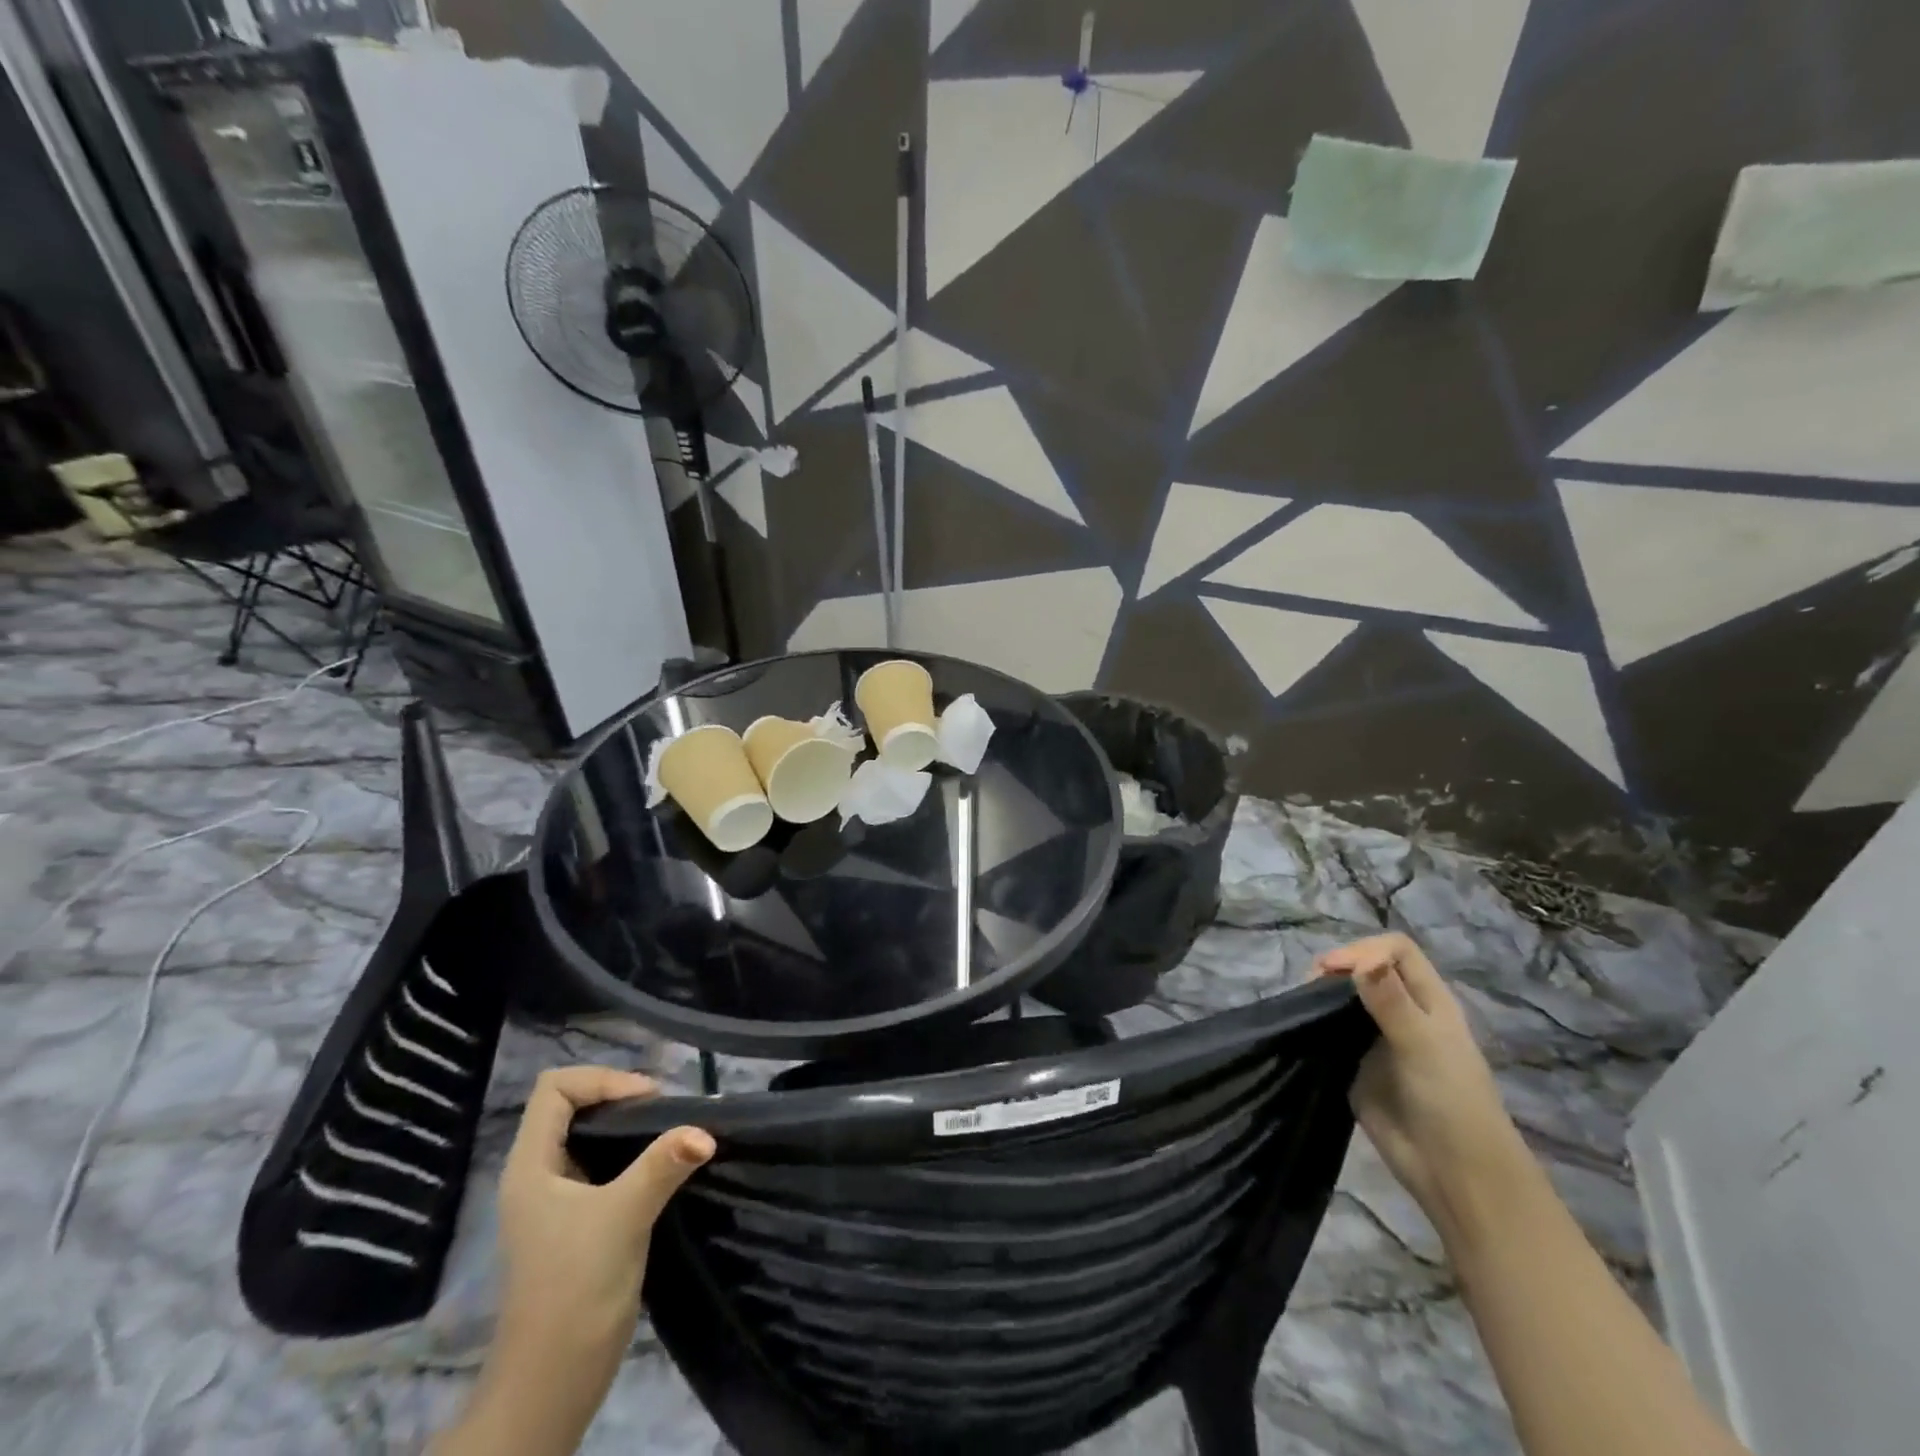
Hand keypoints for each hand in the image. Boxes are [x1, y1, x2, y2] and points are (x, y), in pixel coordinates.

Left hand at [496, 1066, 713, 1349]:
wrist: (553, 1380)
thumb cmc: (576, 1287)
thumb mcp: (623, 1217)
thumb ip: (663, 1166)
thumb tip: (706, 1131)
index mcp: (531, 1164)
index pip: (555, 1087)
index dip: (602, 1080)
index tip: (648, 1100)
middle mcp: (537, 1173)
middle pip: (571, 1105)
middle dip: (619, 1096)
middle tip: (665, 1110)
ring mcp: (554, 1198)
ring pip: (587, 1133)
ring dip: (627, 1124)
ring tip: (669, 1130)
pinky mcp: (574, 1219)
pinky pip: (600, 1162)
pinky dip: (630, 1151)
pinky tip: (661, 1164)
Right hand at [1314, 934, 1529, 1244]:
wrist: (1453, 1173)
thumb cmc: (1450, 1102)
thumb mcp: (1423, 1046)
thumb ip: (1391, 1002)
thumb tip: (1360, 960)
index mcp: (1428, 1000)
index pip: (1396, 951)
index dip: (1364, 950)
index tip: (1333, 970)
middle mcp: (1402, 1012)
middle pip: (1366, 968)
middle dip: (1336, 968)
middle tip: (1310, 986)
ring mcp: (1378, 1038)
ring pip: (1346, 998)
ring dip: (1322, 993)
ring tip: (1301, 1003)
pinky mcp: (1357, 1064)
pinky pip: (1332, 1031)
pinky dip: (1315, 1022)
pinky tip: (1300, 1026)